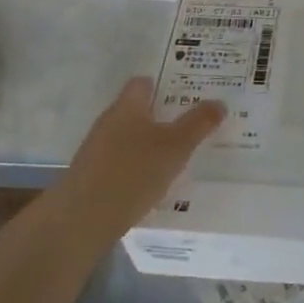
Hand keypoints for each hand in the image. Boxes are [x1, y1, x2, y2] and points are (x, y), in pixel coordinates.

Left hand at [57, 77, 224, 237]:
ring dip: (148, 143)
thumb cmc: (133, 172)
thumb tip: (219, 102)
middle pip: (137, 110)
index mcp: (127, 106)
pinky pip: (120, 161)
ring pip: (128, 137)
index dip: (165, 84)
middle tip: (190, 124)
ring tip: (176, 155)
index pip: (144, 83)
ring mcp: (96, 149)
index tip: (188, 92)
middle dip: (161, 115)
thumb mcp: (176, 147)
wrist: (83, 219)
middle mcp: (108, 121)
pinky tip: (151, 182)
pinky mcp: (91, 176)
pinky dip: (136, 166)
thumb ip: (198, 123)